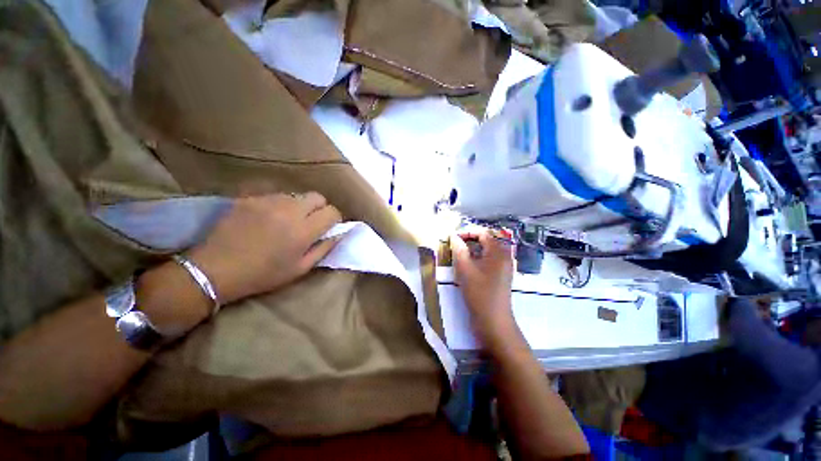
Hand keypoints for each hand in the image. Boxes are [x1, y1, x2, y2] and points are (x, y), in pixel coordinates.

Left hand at [187, 193, 341, 304]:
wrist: (215, 269)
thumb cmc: (263, 274)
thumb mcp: (300, 268)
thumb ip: (324, 248)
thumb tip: (340, 234)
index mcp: (303, 230)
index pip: (332, 212)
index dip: (334, 219)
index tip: (329, 227)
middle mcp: (289, 210)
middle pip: (317, 197)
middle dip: (320, 208)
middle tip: (311, 222)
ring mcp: (268, 201)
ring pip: (296, 195)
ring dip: (299, 206)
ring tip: (286, 221)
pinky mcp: (250, 198)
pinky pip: (275, 196)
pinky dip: (279, 205)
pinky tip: (267, 219)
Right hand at [450, 228, 515, 347]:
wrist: (493, 321)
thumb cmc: (479, 292)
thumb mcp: (465, 269)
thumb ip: (458, 249)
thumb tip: (453, 236)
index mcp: (498, 251)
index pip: (483, 233)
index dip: (467, 232)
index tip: (452, 238)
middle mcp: (504, 256)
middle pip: (486, 240)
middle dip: (469, 240)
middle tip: (455, 246)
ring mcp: (505, 267)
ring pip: (487, 251)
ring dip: (473, 250)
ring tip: (459, 255)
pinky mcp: (501, 276)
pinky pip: (489, 261)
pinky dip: (478, 259)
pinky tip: (468, 266)